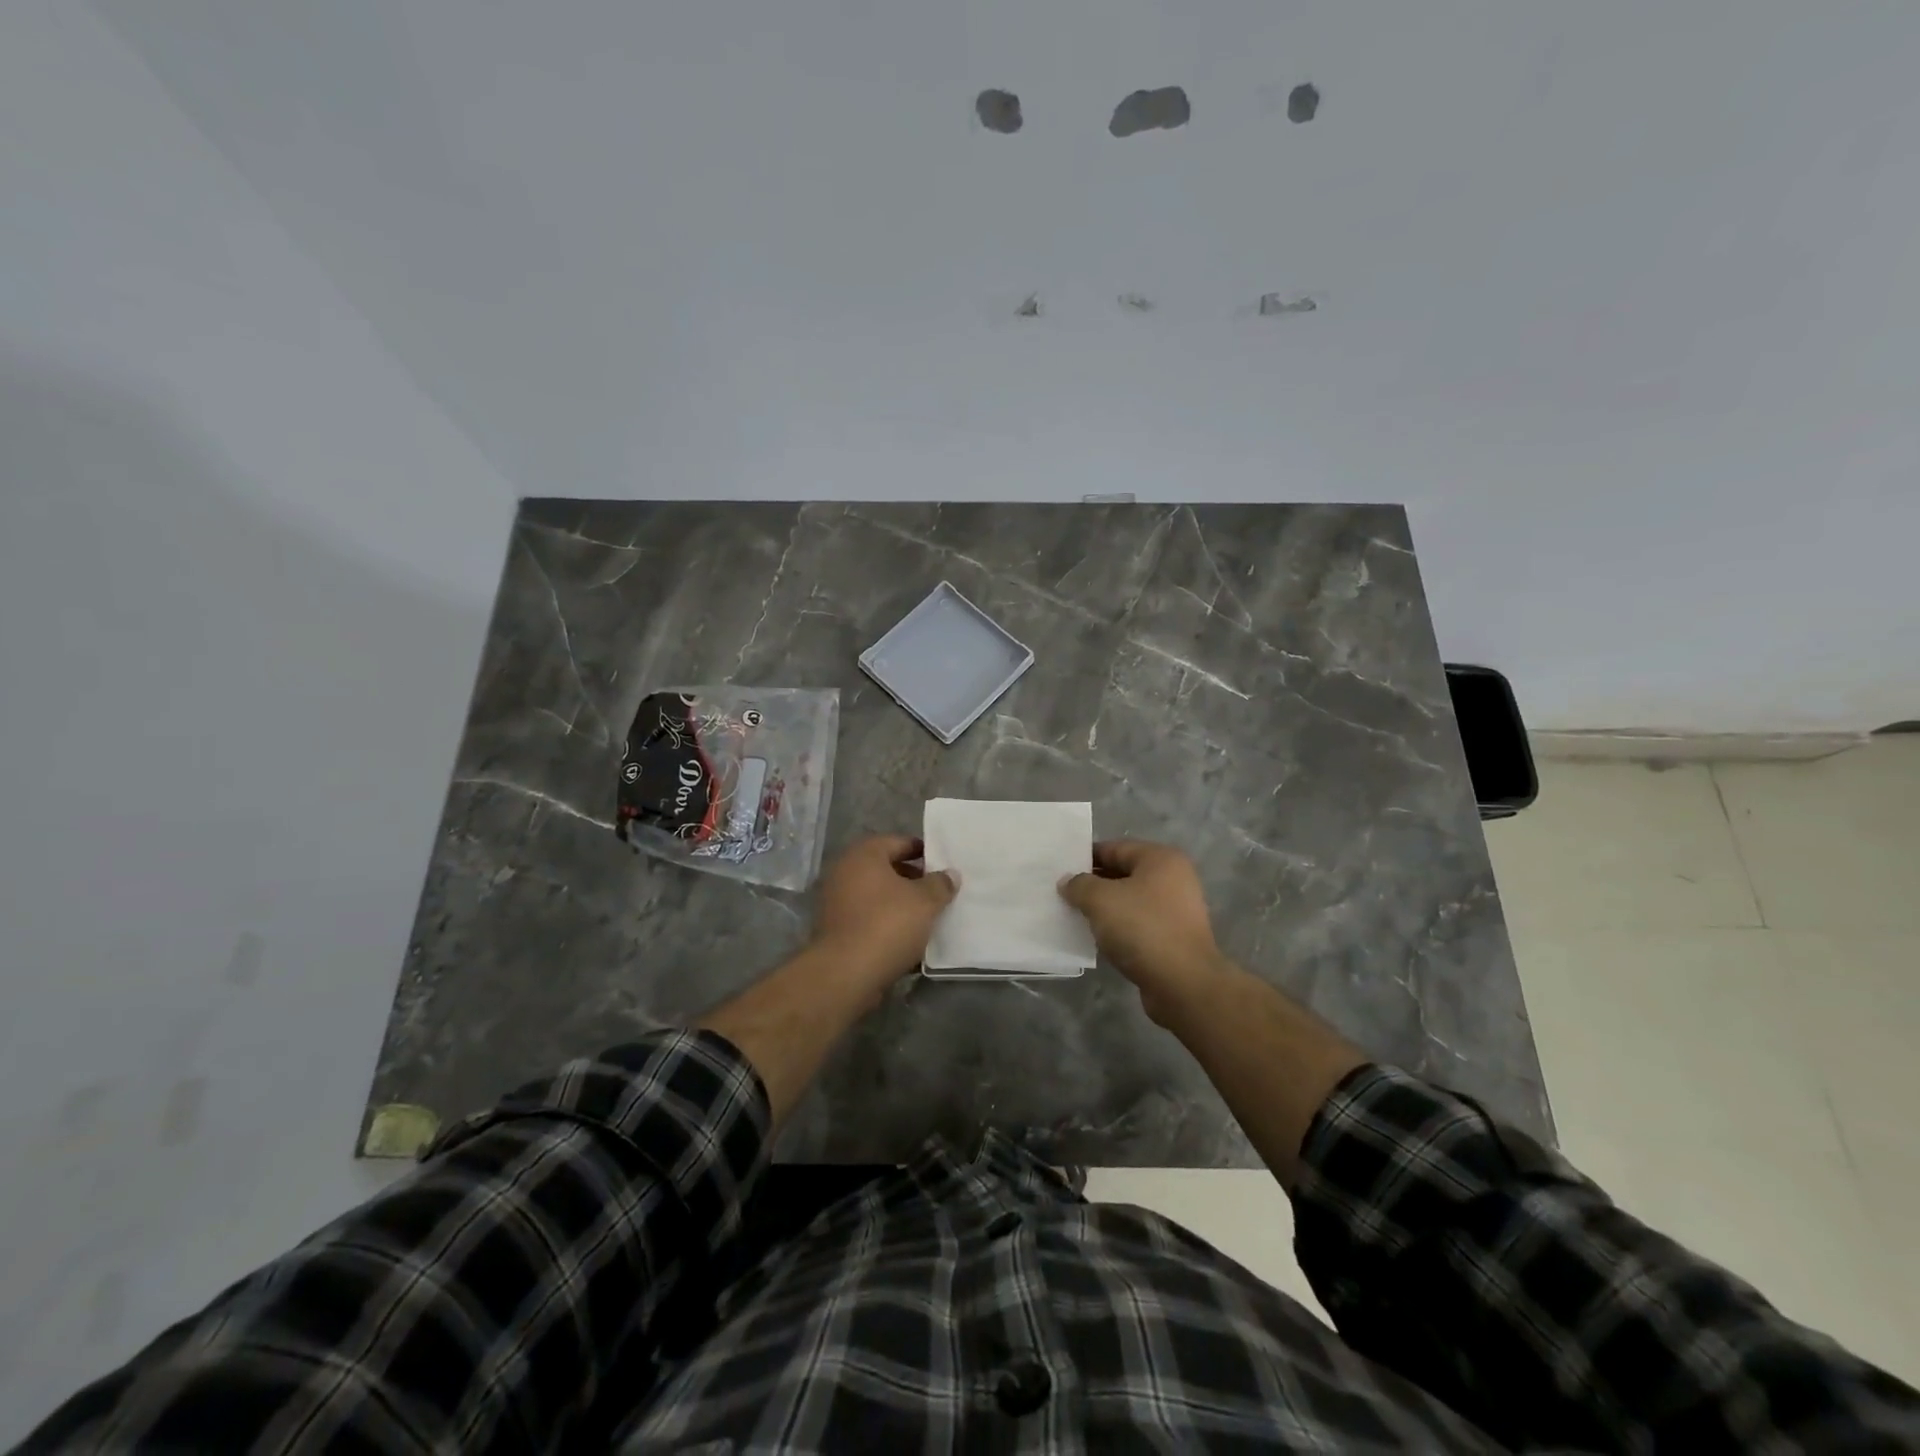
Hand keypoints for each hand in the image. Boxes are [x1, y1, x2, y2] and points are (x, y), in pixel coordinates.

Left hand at [811, 834, 957, 984]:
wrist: (846, 973)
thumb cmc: (887, 924)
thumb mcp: (925, 901)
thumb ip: (940, 884)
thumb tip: (950, 874)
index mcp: (864, 854)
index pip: (899, 842)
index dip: (924, 852)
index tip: (944, 866)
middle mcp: (845, 871)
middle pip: (887, 869)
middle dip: (914, 879)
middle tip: (939, 892)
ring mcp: (837, 901)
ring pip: (878, 896)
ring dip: (901, 904)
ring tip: (928, 917)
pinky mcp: (837, 929)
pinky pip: (869, 918)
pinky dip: (887, 924)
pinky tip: (909, 938)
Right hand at [1058, 840, 1229, 1021]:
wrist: (1183, 984)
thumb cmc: (1142, 929)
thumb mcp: (1100, 900)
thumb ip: (1079, 885)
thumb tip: (1068, 882)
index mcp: (1161, 859)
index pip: (1114, 848)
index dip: (1085, 857)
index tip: (1059, 869)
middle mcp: (1173, 879)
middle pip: (1123, 874)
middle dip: (1092, 884)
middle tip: (1061, 893)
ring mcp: (1176, 911)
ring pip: (1129, 902)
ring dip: (1103, 908)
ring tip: (1073, 916)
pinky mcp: (1172, 939)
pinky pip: (1137, 925)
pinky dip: (1117, 929)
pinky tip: (1096, 938)